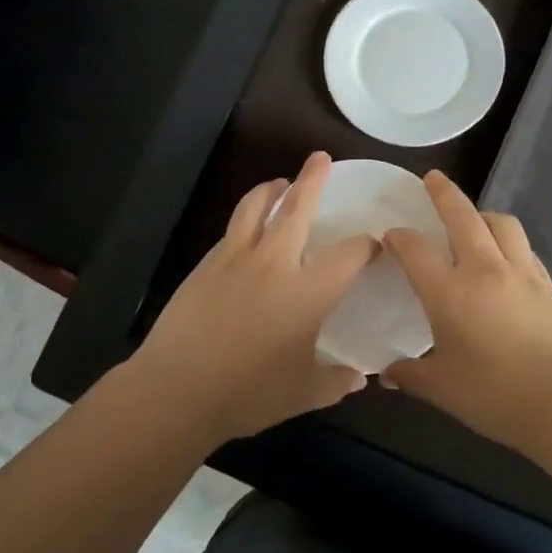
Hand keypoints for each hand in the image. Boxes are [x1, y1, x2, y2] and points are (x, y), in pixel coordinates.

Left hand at [124, 152, 378, 443]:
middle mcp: (274, 263)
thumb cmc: (248, 393)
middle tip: (320, 158)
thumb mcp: (303, 393)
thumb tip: (360, 377)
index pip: (349, 254)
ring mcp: (235, 259)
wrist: (176, 390)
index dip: (367, 246)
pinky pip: (232, 231)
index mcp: (307, 292)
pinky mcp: (205, 266)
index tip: (375, 244)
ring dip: (271, 190)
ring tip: (279, 183)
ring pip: (255, 208)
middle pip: (297, 209)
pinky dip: (246, 219)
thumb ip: (336, 381)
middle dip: (312, 180)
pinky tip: (247, 230)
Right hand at [382, 172, 551, 453]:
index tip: (390, 235)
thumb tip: (387, 374)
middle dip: (444, 193)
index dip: (398, 237)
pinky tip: (507, 256)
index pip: (415, 250)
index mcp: (448, 291)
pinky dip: (509, 241)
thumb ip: (411, 375)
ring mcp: (520, 272)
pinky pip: (523, 247)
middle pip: (461, 216)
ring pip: (501, 223)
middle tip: (433, 178)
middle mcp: (483, 269)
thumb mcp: (443, 389)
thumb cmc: (495, 394)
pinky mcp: (548, 283)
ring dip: (482, 213)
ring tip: (474, 218)